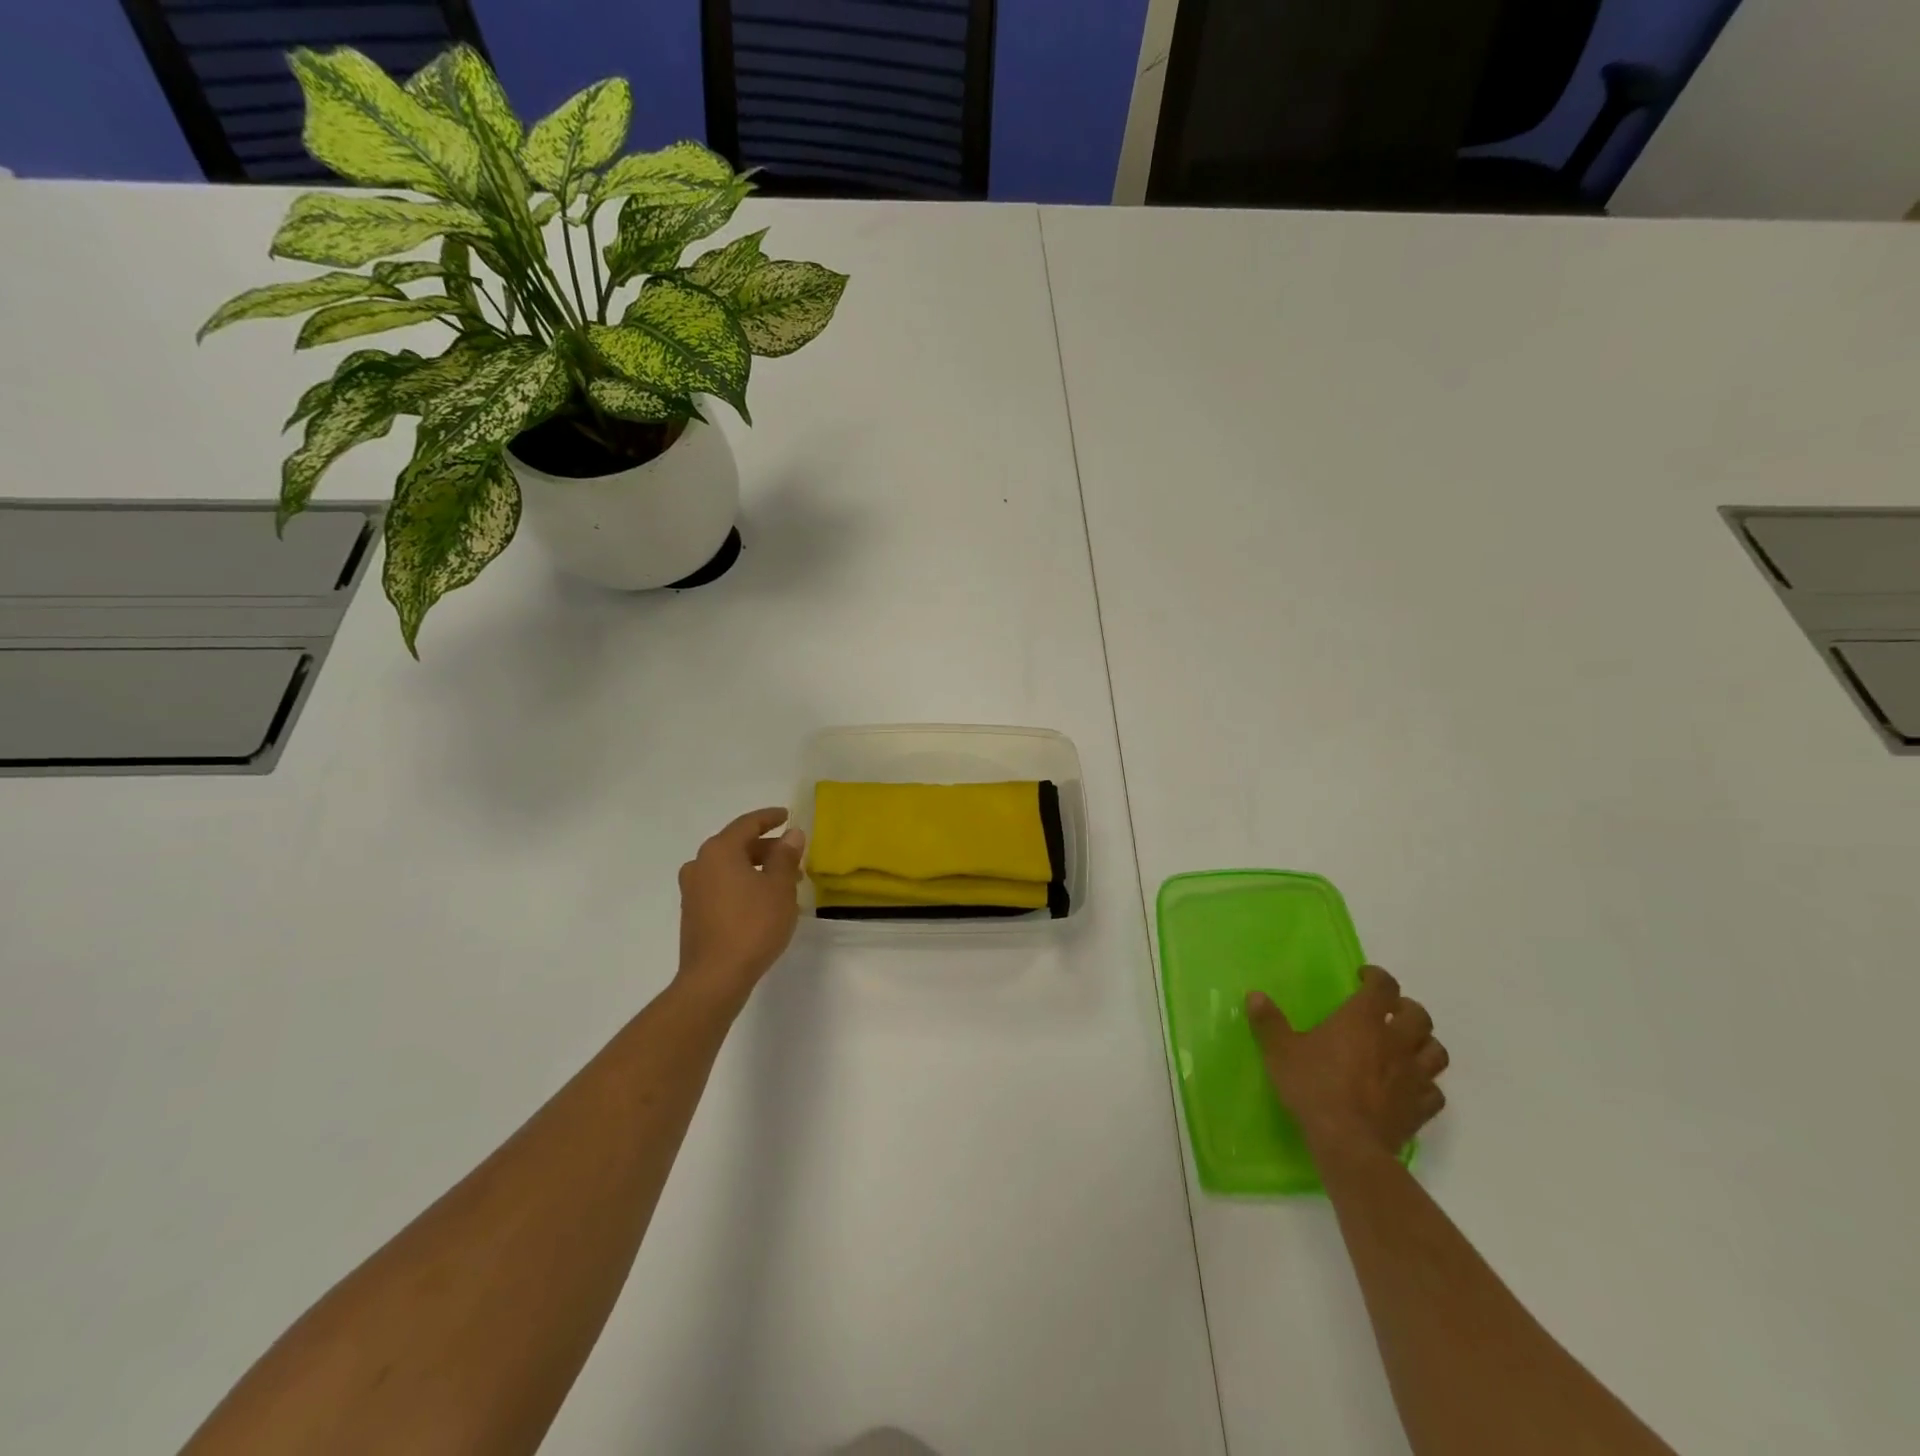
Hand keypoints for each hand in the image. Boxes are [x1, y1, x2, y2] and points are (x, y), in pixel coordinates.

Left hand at [677, 808, 804, 1004]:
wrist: (715, 977)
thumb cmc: (752, 925)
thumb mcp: (779, 888)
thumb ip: (786, 857)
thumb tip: (792, 834)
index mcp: (719, 851)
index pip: (747, 824)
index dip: (770, 818)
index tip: (787, 815)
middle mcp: (700, 864)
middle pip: (736, 845)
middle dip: (767, 848)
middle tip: (793, 856)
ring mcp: (692, 890)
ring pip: (729, 868)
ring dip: (756, 869)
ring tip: (783, 882)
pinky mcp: (692, 913)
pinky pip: (721, 886)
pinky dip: (742, 885)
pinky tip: (762, 902)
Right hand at [1246, 966, 1448, 1160]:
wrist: (1347, 1143)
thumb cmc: (1313, 1087)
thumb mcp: (1280, 1051)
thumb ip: (1269, 1022)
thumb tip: (1255, 995)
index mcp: (1362, 1021)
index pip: (1383, 987)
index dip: (1377, 976)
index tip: (1364, 977)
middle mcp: (1395, 1042)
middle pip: (1419, 1016)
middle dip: (1406, 1008)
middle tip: (1387, 1011)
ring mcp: (1413, 1076)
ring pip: (1436, 1051)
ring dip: (1424, 1043)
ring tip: (1406, 1045)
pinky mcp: (1421, 1108)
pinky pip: (1435, 1090)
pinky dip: (1426, 1084)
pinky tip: (1410, 1086)